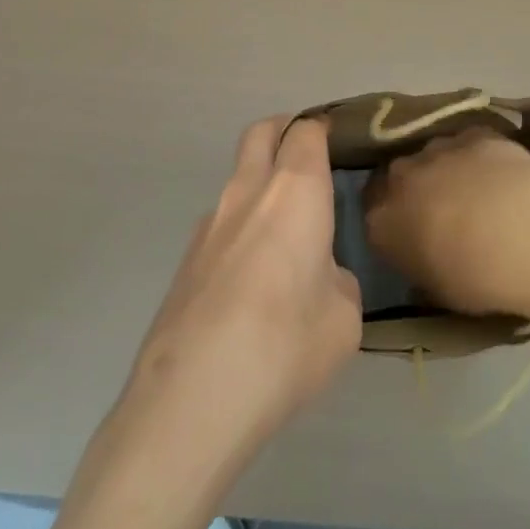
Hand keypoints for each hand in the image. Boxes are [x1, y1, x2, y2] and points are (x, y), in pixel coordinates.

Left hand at [122, 116, 361, 467]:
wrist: (190, 398)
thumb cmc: (284, 345)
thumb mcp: (343, 318)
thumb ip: (337, 280)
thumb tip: (320, 275)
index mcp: (295, 190)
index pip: (307, 131)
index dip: (325, 130)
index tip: (342, 144)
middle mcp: (248, 190)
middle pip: (262, 132)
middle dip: (285, 131)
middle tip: (310, 161)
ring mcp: (209, 222)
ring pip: (238, 178)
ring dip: (261, 187)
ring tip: (286, 239)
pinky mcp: (186, 258)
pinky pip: (222, 224)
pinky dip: (242, 229)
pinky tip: (252, 284)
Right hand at [365, 127, 529, 319]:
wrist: (521, 230)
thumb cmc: (474, 276)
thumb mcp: (438, 291)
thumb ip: (421, 270)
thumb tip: (422, 263)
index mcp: (382, 221)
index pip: (373, 216)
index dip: (391, 223)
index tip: (408, 236)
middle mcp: (401, 177)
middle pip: (399, 178)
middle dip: (415, 191)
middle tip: (440, 213)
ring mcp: (437, 149)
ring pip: (433, 156)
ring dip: (446, 171)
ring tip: (476, 194)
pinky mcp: (473, 134)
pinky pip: (468, 144)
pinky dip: (478, 157)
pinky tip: (501, 175)